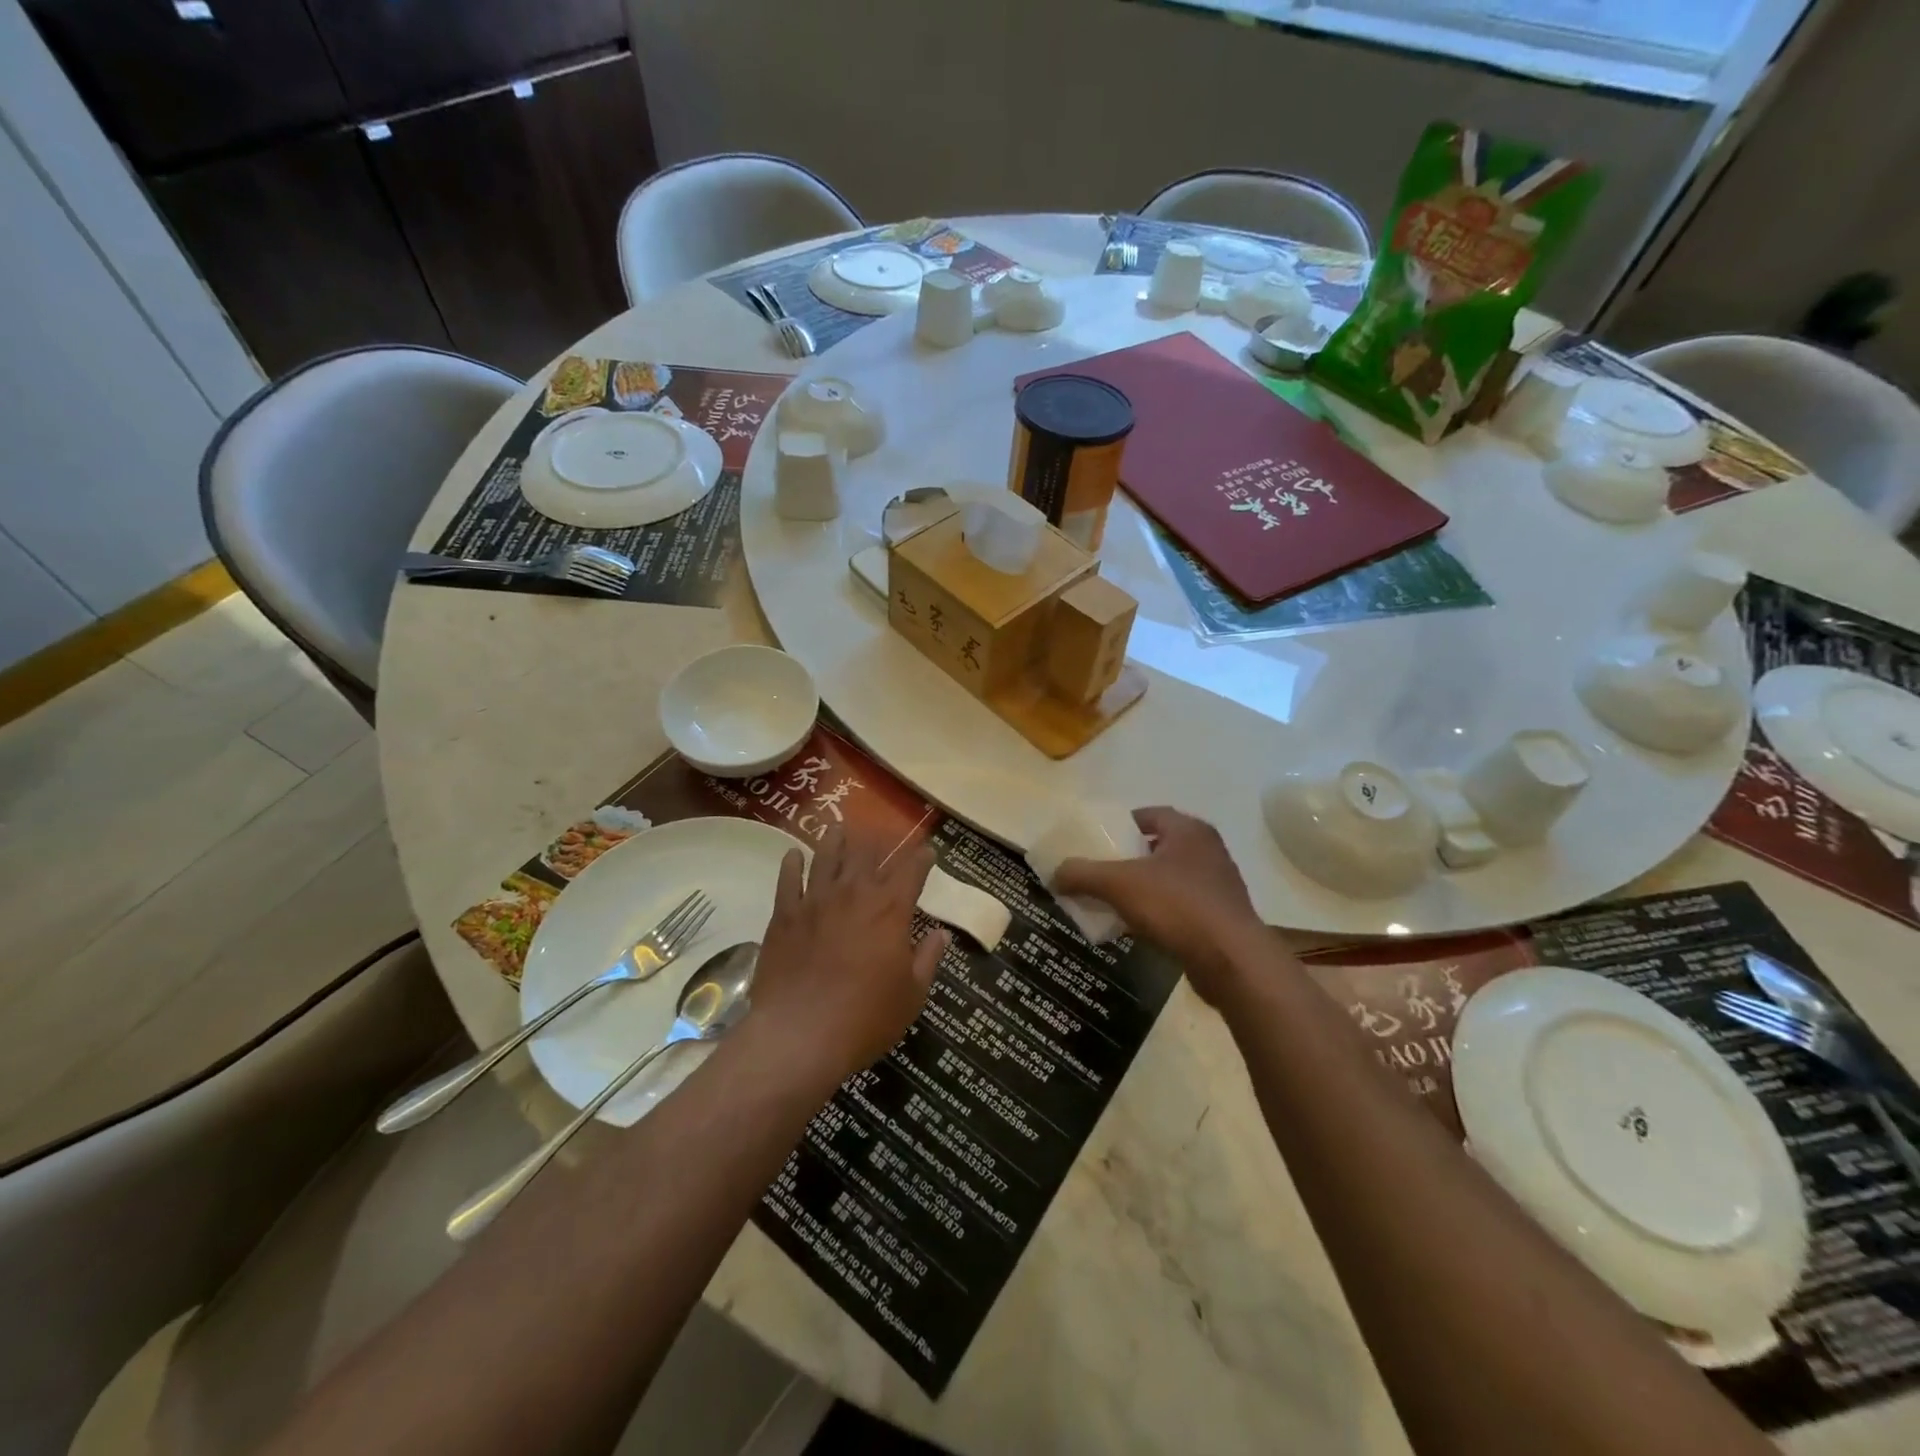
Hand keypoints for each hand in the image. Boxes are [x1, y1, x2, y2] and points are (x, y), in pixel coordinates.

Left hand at [746, 827, 947, 1090]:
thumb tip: (941, 934)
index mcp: (891, 909)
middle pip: (867, 853)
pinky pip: (788, 880)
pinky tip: (794, 855)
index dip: (922, 857)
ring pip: (827, 856)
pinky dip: (792, 864)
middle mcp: (854, 894)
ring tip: (839, 828)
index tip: (928, 851)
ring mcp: (816, 901)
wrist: (800, 1035)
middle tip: (882, 834)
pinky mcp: (784, 915)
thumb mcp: (911, 995)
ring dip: (836, 840)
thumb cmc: (865, 1019)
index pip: (911, 870)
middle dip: (878, 840)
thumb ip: (928, 959)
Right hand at [1053, 807, 1266, 1004]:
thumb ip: (1083, 874)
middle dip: (1128, 859)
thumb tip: (1054, 873)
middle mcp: (1208, 850)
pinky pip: (1181, 906)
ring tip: (1113, 902)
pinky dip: (1159, 912)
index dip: (1120, 825)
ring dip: (1143, 888)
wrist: (1232, 961)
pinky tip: (1138, 928)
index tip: (1096, 842)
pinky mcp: (1221, 917)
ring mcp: (1218, 885)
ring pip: (1170, 879)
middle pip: (1158, 847)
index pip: (1149, 815)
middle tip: (1099, 872)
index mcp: (1189, 830)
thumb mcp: (1119, 884)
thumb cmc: (1177, 906)